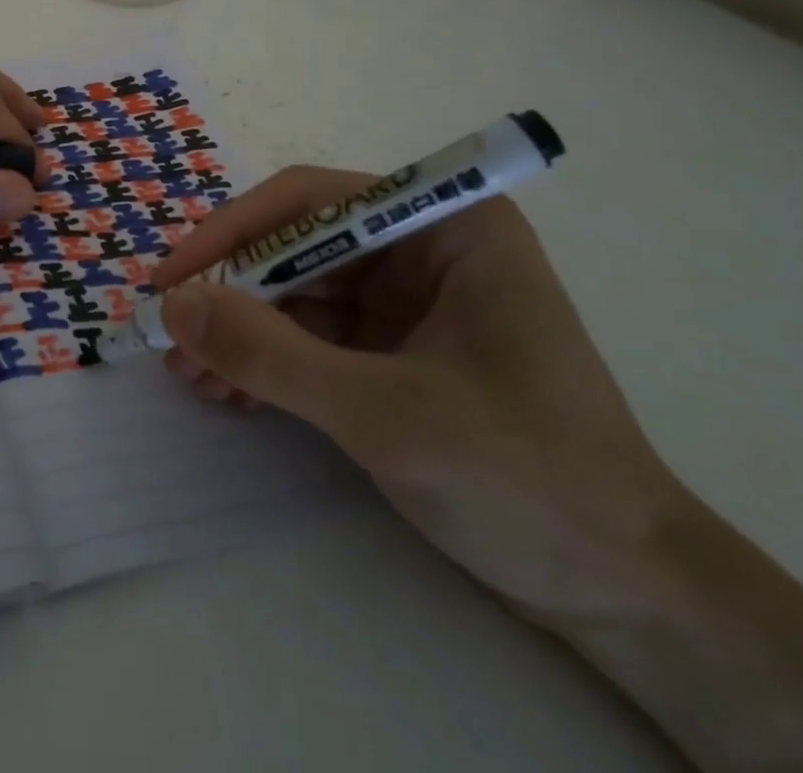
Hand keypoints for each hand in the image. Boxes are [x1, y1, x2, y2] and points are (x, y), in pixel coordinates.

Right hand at [150, 167, 683, 627]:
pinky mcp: (396, 350)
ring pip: (298, 295)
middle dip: (232, 296)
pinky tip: (229, 391)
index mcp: (445, 227)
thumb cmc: (526, 480)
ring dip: (241, 332)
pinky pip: (312, 337)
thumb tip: (172, 307)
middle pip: (298, 248)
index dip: (232, 233)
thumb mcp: (384, 414)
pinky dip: (268, 361)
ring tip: (191, 376)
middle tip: (172, 339)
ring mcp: (409, 301)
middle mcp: (423, 248)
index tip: (173, 279)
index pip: (311, 202)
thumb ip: (271, 355)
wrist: (630, 599)